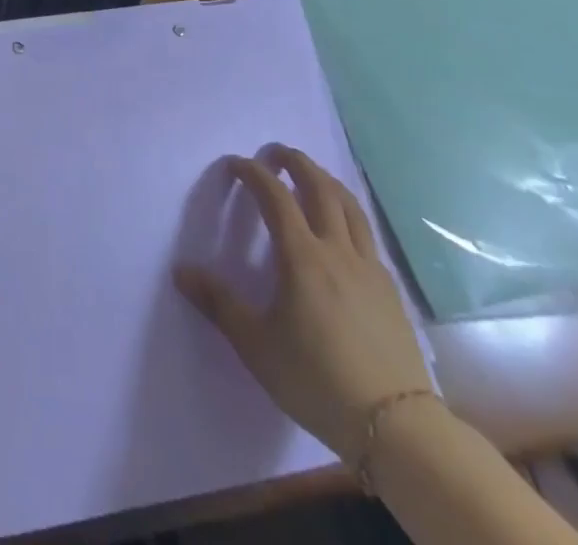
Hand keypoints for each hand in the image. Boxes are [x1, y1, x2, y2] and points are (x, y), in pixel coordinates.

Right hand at [174, 144, 432, 457]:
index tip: (236, 164)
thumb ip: (219, 303)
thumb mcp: (256, 345)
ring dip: (326, 180)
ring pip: (349, 206)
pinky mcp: (390, 289)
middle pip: (320, 188)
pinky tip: (343, 227)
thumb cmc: (317, 380)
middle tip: (277, 152)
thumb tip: (180, 271)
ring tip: (311, 174)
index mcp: (302, 257)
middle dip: (296, 162)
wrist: (397, 427)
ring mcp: (369, 267)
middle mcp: (337, 250)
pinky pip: (366, 233)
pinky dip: (348, 213)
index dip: (254, 173)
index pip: (275, 196)